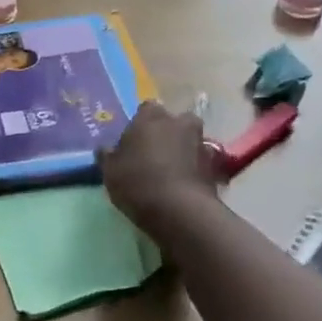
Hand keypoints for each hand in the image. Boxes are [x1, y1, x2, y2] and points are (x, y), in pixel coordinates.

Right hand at [99, 101, 219, 239]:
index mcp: (151, 117)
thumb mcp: (110, 171)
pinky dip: (194, 170)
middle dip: (168, 133)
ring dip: (183, 151)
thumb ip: (108, 156)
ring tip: (170, 172)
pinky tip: (183, 185)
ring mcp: (201, 143)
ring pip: (190, 141)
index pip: (146, 109)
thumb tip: (105, 149)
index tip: (133, 141)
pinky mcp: (215, 167)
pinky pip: (201, 163)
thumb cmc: (138, 182)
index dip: (140, 124)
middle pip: (174, 122)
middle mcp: (179, 123)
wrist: (180, 211)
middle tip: (154, 153)